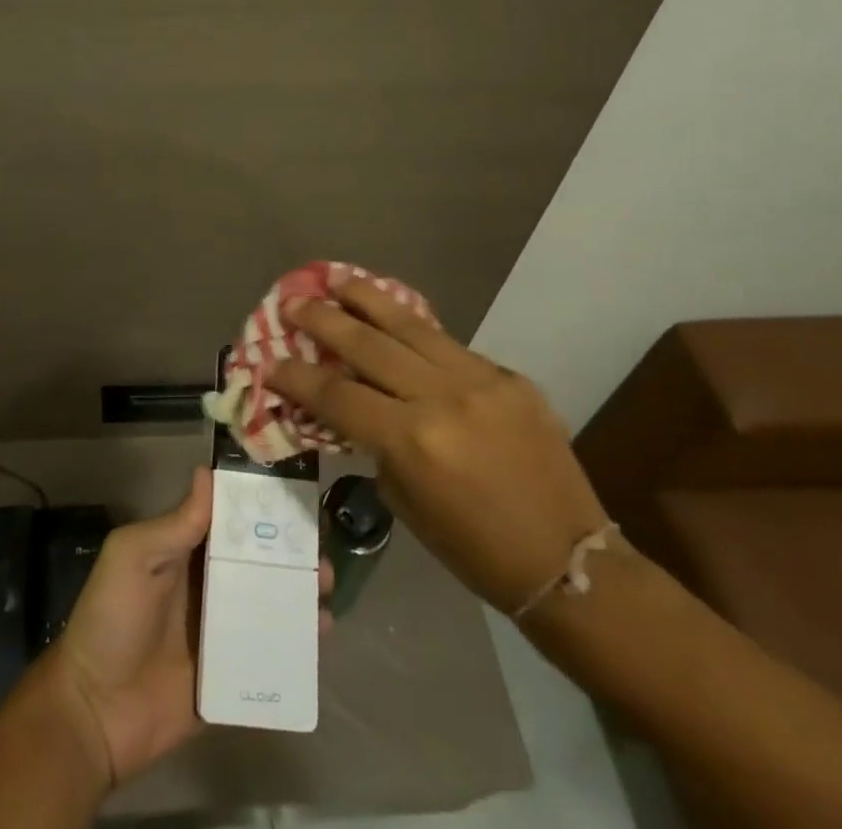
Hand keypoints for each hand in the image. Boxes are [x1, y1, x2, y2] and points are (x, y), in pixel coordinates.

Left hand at [38, 467, 334, 786]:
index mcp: (185, 551)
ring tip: (326, 587)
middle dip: (291, 553)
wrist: (94, 711)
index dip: (260, 508)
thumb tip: (208, 471)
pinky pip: (270, 654)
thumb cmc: (112, 619)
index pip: (229, 521)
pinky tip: (322, 635)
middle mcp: (208, 585)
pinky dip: (298, 643)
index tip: (296, 497)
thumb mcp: (134, 557)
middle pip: (258, 562)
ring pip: (270, 604)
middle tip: (320, 550)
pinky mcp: (232, 675)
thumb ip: (176, 523)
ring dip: (300, 593)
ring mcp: (222, 632)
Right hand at [270, 278, 608, 614]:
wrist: (572, 562)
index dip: (296, 376)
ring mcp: (480, 379)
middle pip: (366, 344)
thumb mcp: (407, 503)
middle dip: (322, 320)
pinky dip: (413, 329)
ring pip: (409, 324)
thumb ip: (376, 445)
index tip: (270, 361)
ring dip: (366, 298)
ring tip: (337, 279)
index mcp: (412, 440)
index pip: (337, 394)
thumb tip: (352, 408)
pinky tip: (394, 316)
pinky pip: (448, 344)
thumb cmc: (476, 551)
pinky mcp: (508, 376)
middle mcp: (442, 397)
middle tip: (293, 302)